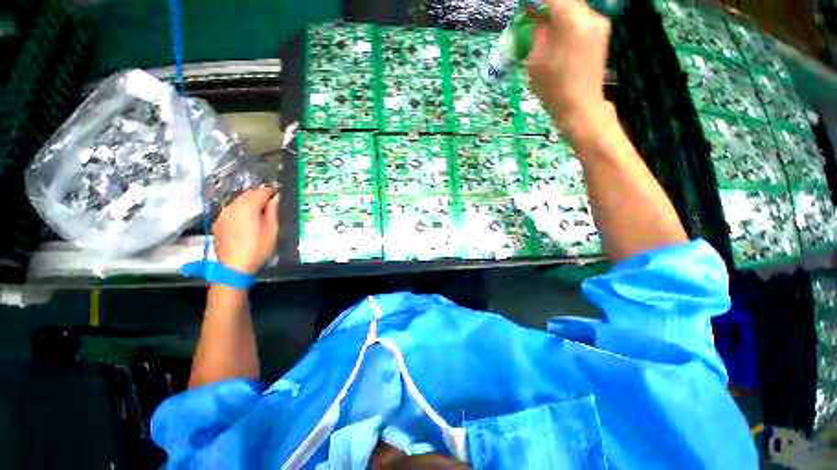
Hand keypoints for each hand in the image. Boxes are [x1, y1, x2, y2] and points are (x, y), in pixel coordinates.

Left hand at [213, 188, 279, 274]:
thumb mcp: (272, 230)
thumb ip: (274, 211)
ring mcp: (223, 214)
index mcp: (247, 207)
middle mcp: (232, 206)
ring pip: (239, 201)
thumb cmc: (258, 249)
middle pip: (249, 194)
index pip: (262, 191)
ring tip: (261, 214)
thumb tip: (278, 197)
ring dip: (251, 203)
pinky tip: (248, 222)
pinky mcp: (218, 222)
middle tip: (273, 206)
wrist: (234, 268)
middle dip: (262, 196)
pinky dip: (242, 211)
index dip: (273, 192)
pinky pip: (232, 210)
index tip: (282, 198)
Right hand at [528, 0, 612, 141]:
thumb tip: (538, 19)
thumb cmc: (553, 89)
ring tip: (544, 24)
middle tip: (533, 14)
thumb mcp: (536, 62)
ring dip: (558, 12)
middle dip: (548, 5)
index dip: (537, 2)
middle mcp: (589, 15)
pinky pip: (581, 17)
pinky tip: (558, 33)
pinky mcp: (602, 32)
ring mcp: (599, 23)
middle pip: (566, 0)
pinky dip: (568, 20)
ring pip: (574, 7)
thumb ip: (538, 34)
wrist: (581, 106)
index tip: (527, 7)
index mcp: (571, 21)